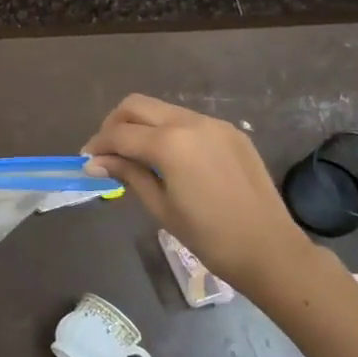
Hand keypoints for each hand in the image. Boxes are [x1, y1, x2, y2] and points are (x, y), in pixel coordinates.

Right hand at [83, 94, 317, 298]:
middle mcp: (191, 122)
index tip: (87, 161)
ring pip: (163, 109)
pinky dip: (169, 131)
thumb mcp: (160, 207)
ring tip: (135, 155)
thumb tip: (95, 163)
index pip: (119, 133)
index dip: (98, 145)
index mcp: (170, 143)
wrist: (270, 250)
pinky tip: (170, 159)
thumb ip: (128, 174)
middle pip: (137, 105)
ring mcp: (214, 124)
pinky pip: (189, 121)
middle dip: (115, 124)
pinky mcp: (231, 132)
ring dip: (142, 125)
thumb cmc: (209, 237)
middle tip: (107, 152)